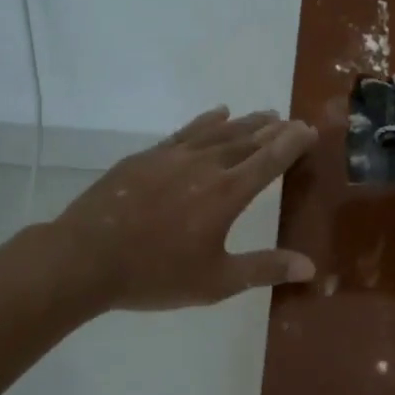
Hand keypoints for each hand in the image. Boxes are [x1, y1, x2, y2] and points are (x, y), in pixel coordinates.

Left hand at [55, 106, 317, 312]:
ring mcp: (173, 157)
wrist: (84, 259)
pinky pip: (186, 131)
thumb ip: (264, 269)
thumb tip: (310, 267)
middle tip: (293, 121)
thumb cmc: (155, 274)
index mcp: (227, 194)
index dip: (292, 143)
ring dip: (246, 122)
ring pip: (219, 132)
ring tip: (265, 114)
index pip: (269, 160)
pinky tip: (218, 113)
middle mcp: (205, 166)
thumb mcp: (216, 281)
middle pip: (247, 140)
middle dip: (274, 130)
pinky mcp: (146, 157)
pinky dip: (207, 121)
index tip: (310, 130)